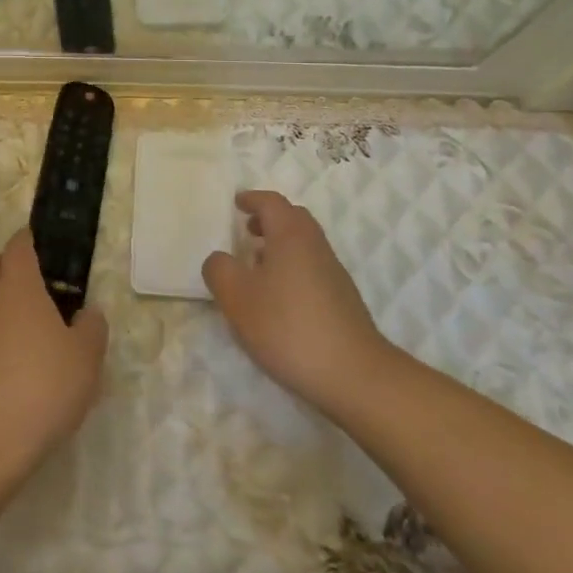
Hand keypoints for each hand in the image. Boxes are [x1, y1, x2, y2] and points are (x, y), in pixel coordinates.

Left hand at [0, 230, 107, 517]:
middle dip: (8, 265)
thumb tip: (87, 313)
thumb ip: (92, 327)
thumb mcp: (87, 359)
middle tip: (35, 286)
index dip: (30, 240)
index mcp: (19, 287)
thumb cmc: (43, 389)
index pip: (18, 244)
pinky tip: (5, 361)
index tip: (45, 247)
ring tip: (23, 326)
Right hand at [202, 191, 391, 415]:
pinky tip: (279, 298)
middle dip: (269, 219)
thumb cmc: (288, 326)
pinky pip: (312, 267)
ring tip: (257, 266)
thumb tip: (219, 259)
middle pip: (293, 218)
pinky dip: (292, 267)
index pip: (271, 202)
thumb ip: (220, 270)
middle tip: (247, 230)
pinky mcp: (342, 298)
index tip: (237, 202)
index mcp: (291, 235)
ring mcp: (333, 272)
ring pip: (304, 244)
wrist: (353, 373)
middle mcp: (315, 245)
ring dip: (280, 245)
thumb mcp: (238, 298)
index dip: (252, 199)